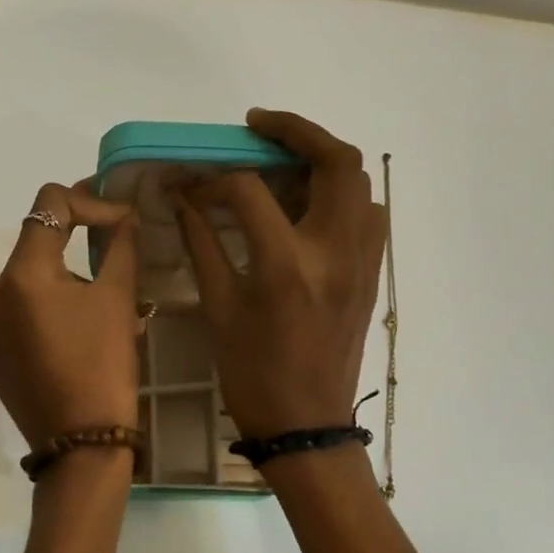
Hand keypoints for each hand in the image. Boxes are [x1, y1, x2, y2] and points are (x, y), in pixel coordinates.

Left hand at [0, 182, 140, 448]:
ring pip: (27, 285)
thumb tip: (124, 216)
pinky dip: (43, 315)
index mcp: (22, 274)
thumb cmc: (103, 365)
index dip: (88, 200)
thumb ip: (120, 246)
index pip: (48, 205)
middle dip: (77, 247)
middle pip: (36, 247)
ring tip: (97, 311)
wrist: (81, 443)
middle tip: (116, 263)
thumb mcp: (118, 299)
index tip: (120, 220)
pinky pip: (16, 319)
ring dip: (60, 284)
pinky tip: (71, 339)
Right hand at [175, 110, 385, 438]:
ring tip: (284, 161)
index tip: (190, 182)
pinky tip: (307, 204)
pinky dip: (340, 193)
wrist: (307, 425)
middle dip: (297, 131)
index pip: (250, 190)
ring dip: (323, 159)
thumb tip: (182, 199)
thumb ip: (202, 244)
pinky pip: (367, 213)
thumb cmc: (252, 373)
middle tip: (258, 127)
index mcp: (287, 264)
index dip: (213, 178)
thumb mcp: (219, 308)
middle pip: (335, 162)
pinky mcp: (371, 274)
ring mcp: (362, 261)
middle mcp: (335, 252)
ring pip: (359, 183)